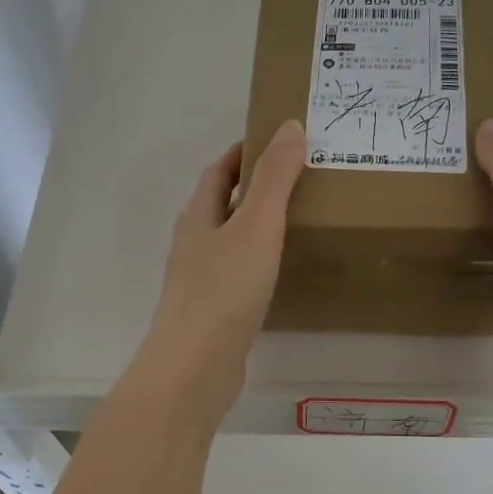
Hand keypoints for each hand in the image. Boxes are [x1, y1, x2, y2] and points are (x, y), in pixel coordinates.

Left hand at [132, 120, 305, 426]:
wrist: (195, 367)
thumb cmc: (224, 289)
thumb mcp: (256, 225)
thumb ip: (275, 178)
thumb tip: (290, 126)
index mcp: (198, 217)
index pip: (218, 172)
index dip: (243, 153)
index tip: (276, 142)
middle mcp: (193, 244)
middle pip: (222, 205)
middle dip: (253, 188)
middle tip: (299, 180)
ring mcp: (199, 280)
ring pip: (230, 241)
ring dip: (256, 227)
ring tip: (296, 221)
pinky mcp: (212, 312)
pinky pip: (237, 274)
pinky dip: (258, 263)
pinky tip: (280, 274)